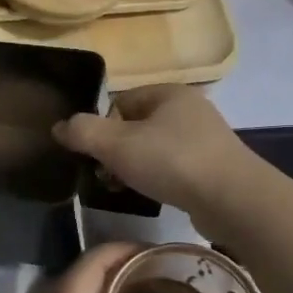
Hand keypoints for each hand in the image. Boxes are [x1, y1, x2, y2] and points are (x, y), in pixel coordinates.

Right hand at [53, 85, 258, 232]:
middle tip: (106, 176)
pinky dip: (160, 179)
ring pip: (155, 149)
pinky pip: (175, 167)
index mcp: (168, 93)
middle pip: (136, 127)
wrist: (233, 199)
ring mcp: (206, 138)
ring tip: (127, 189)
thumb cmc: (172, 162)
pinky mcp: (215, 166)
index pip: (120, 102)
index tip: (95, 156)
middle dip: (117, 152)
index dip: (102, 128)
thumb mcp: (117, 145)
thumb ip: (83, 132)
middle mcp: (190, 109)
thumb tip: (59, 127)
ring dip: (136, 168)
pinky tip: (156, 196)